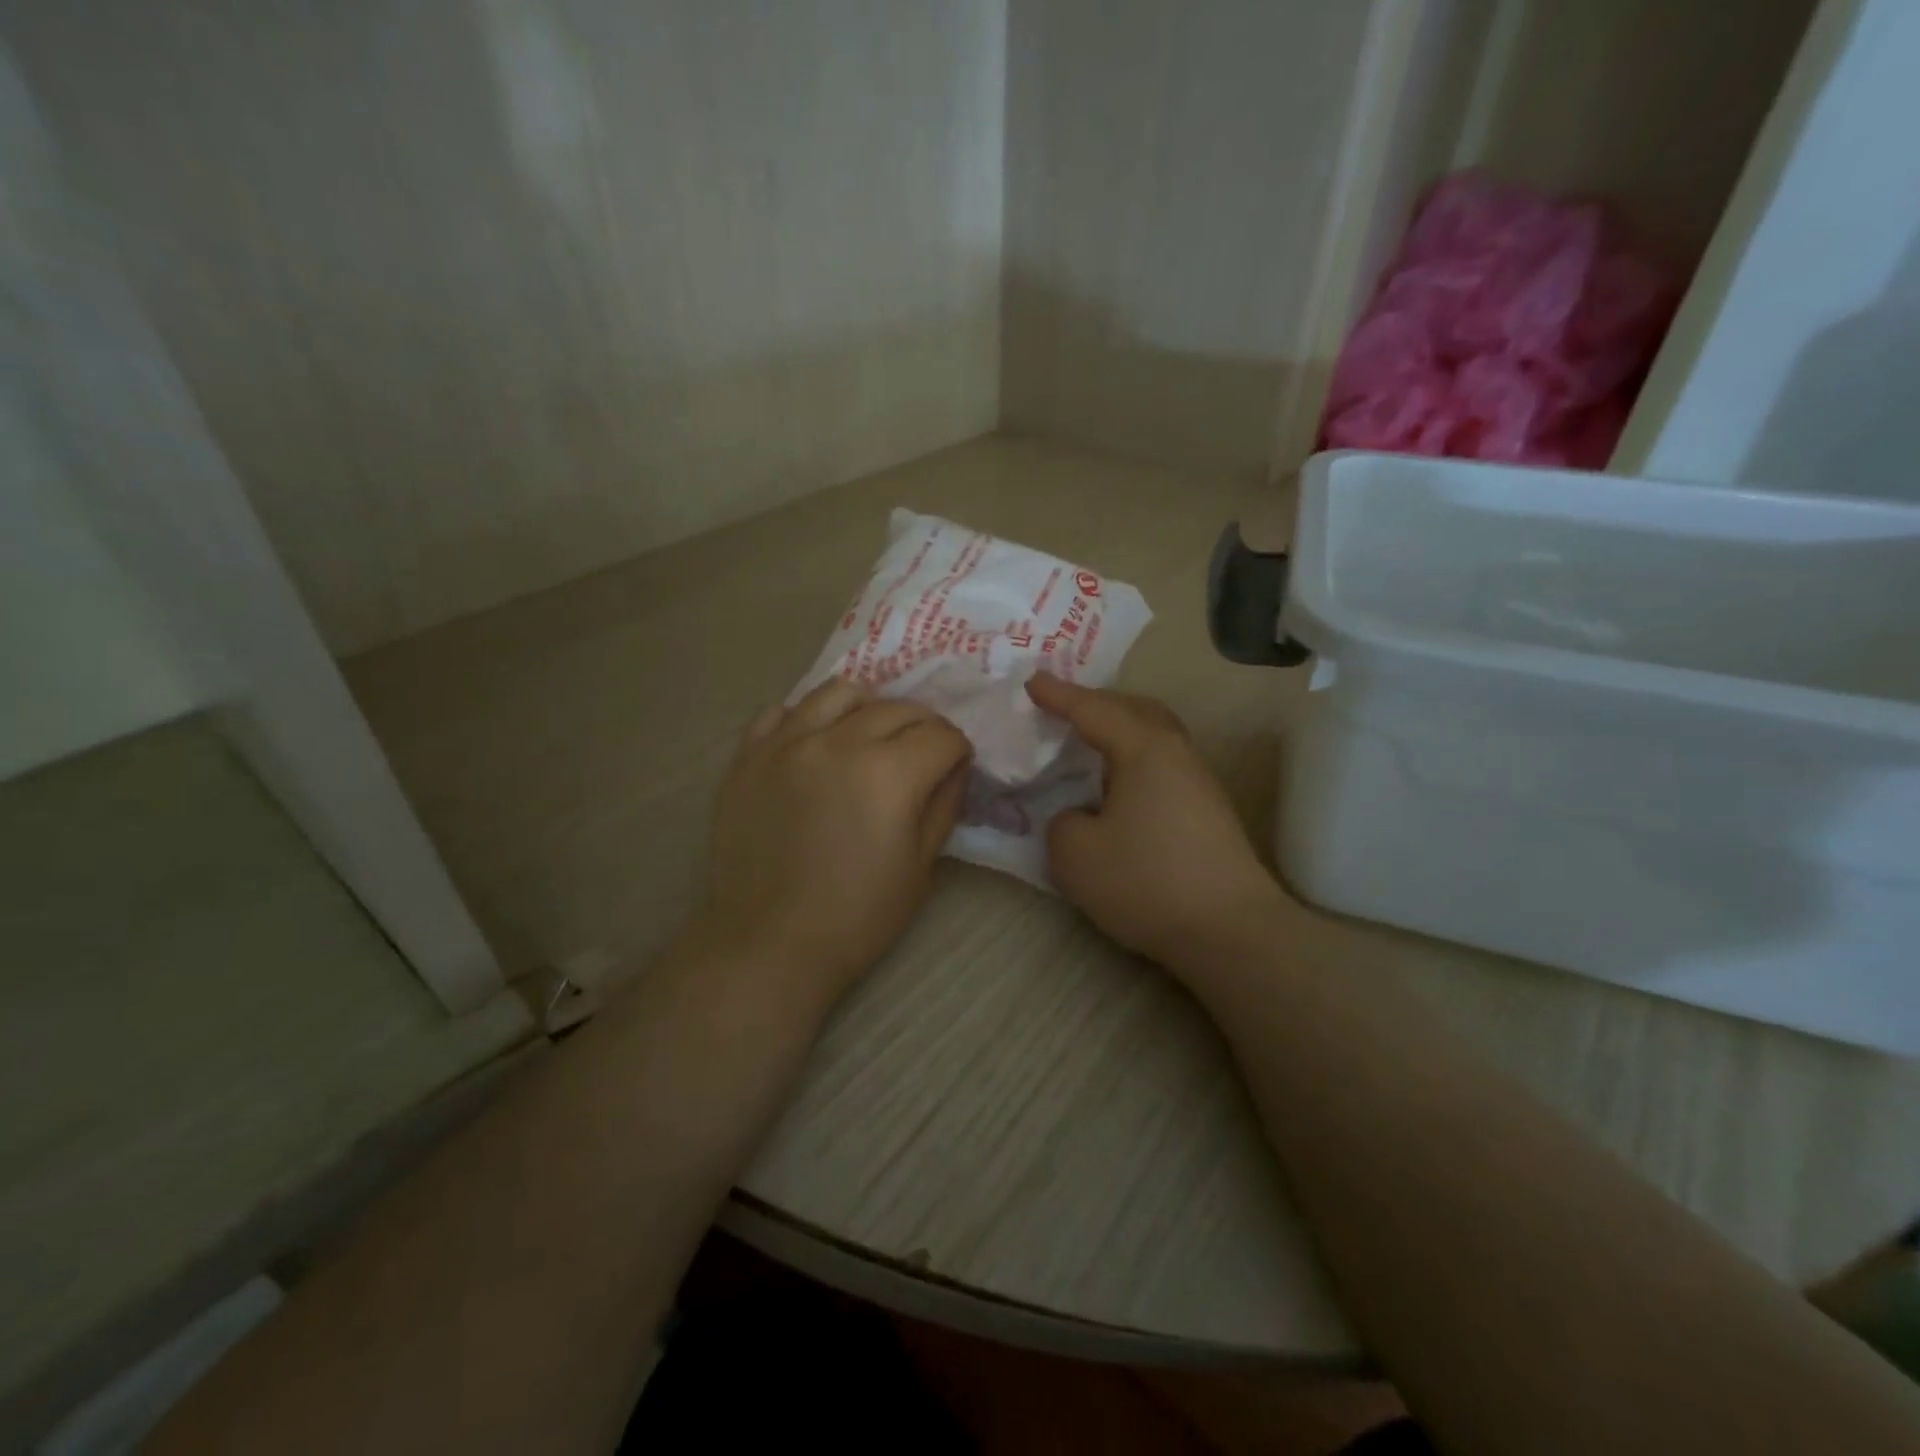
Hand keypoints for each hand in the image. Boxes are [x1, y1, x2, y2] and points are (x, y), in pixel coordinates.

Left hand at [699, 679, 972, 1001]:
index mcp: (890, 773)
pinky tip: (814, 741)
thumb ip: (944, 804)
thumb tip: (954, 766)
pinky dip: (806, 717)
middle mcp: (839, 742)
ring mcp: (787, 743)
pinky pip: (780, 711)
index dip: (957, 750)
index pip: (941, 735)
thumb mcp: (920, 866)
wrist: (770, 944)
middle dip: (922, 727)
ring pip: (838, 693)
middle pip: (897, 708)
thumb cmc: (858, 916)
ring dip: (867, 708)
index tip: (955, 766)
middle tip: (922, 753)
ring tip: (867, 735)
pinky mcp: (748, 756)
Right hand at [1027, 675, 1286, 970]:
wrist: (1230, 931)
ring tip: (1091, 744)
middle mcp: (1177, 753)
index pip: (1093, 710)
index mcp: (1145, 749)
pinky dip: (1135, 759)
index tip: (1032, 681)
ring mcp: (1200, 782)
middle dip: (1098, 703)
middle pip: (1137, 710)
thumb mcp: (1075, 855)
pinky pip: (1164, 763)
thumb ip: (1062, 824)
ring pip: (1156, 736)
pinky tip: (1120, 787)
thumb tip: (1081, 817)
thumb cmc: (1147, 882)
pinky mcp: (1208, 811)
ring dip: (1121, 730)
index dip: (1059, 695)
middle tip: (1065, 709)